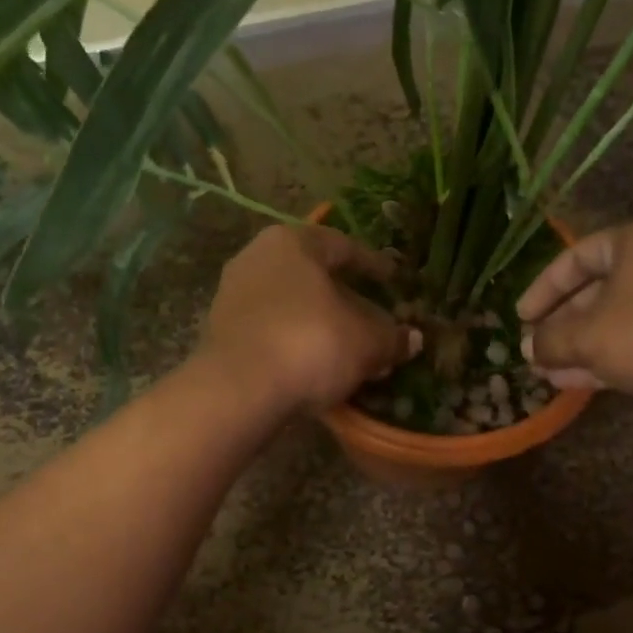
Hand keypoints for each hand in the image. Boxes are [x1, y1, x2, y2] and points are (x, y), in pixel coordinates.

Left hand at [197, 224, 421, 415]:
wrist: (239, 390)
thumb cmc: (311, 344)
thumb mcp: (367, 341)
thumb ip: (392, 336)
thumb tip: (412, 338)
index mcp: (292, 243)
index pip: (343, 246)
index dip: (374, 265)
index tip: (394, 280)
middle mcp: (257, 258)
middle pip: (313, 276)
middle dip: (345, 299)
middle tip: (373, 319)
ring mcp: (233, 295)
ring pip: (291, 304)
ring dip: (320, 324)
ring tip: (347, 348)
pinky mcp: (220, 332)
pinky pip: (271, 329)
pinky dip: (295, 341)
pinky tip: (315, 365)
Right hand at [516, 218, 632, 407]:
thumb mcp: (588, 335)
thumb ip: (550, 340)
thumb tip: (527, 348)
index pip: (577, 257)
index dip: (544, 287)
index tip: (520, 316)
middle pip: (595, 291)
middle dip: (560, 324)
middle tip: (531, 348)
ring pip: (612, 322)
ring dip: (577, 346)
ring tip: (543, 370)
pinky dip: (602, 358)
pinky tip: (569, 382)